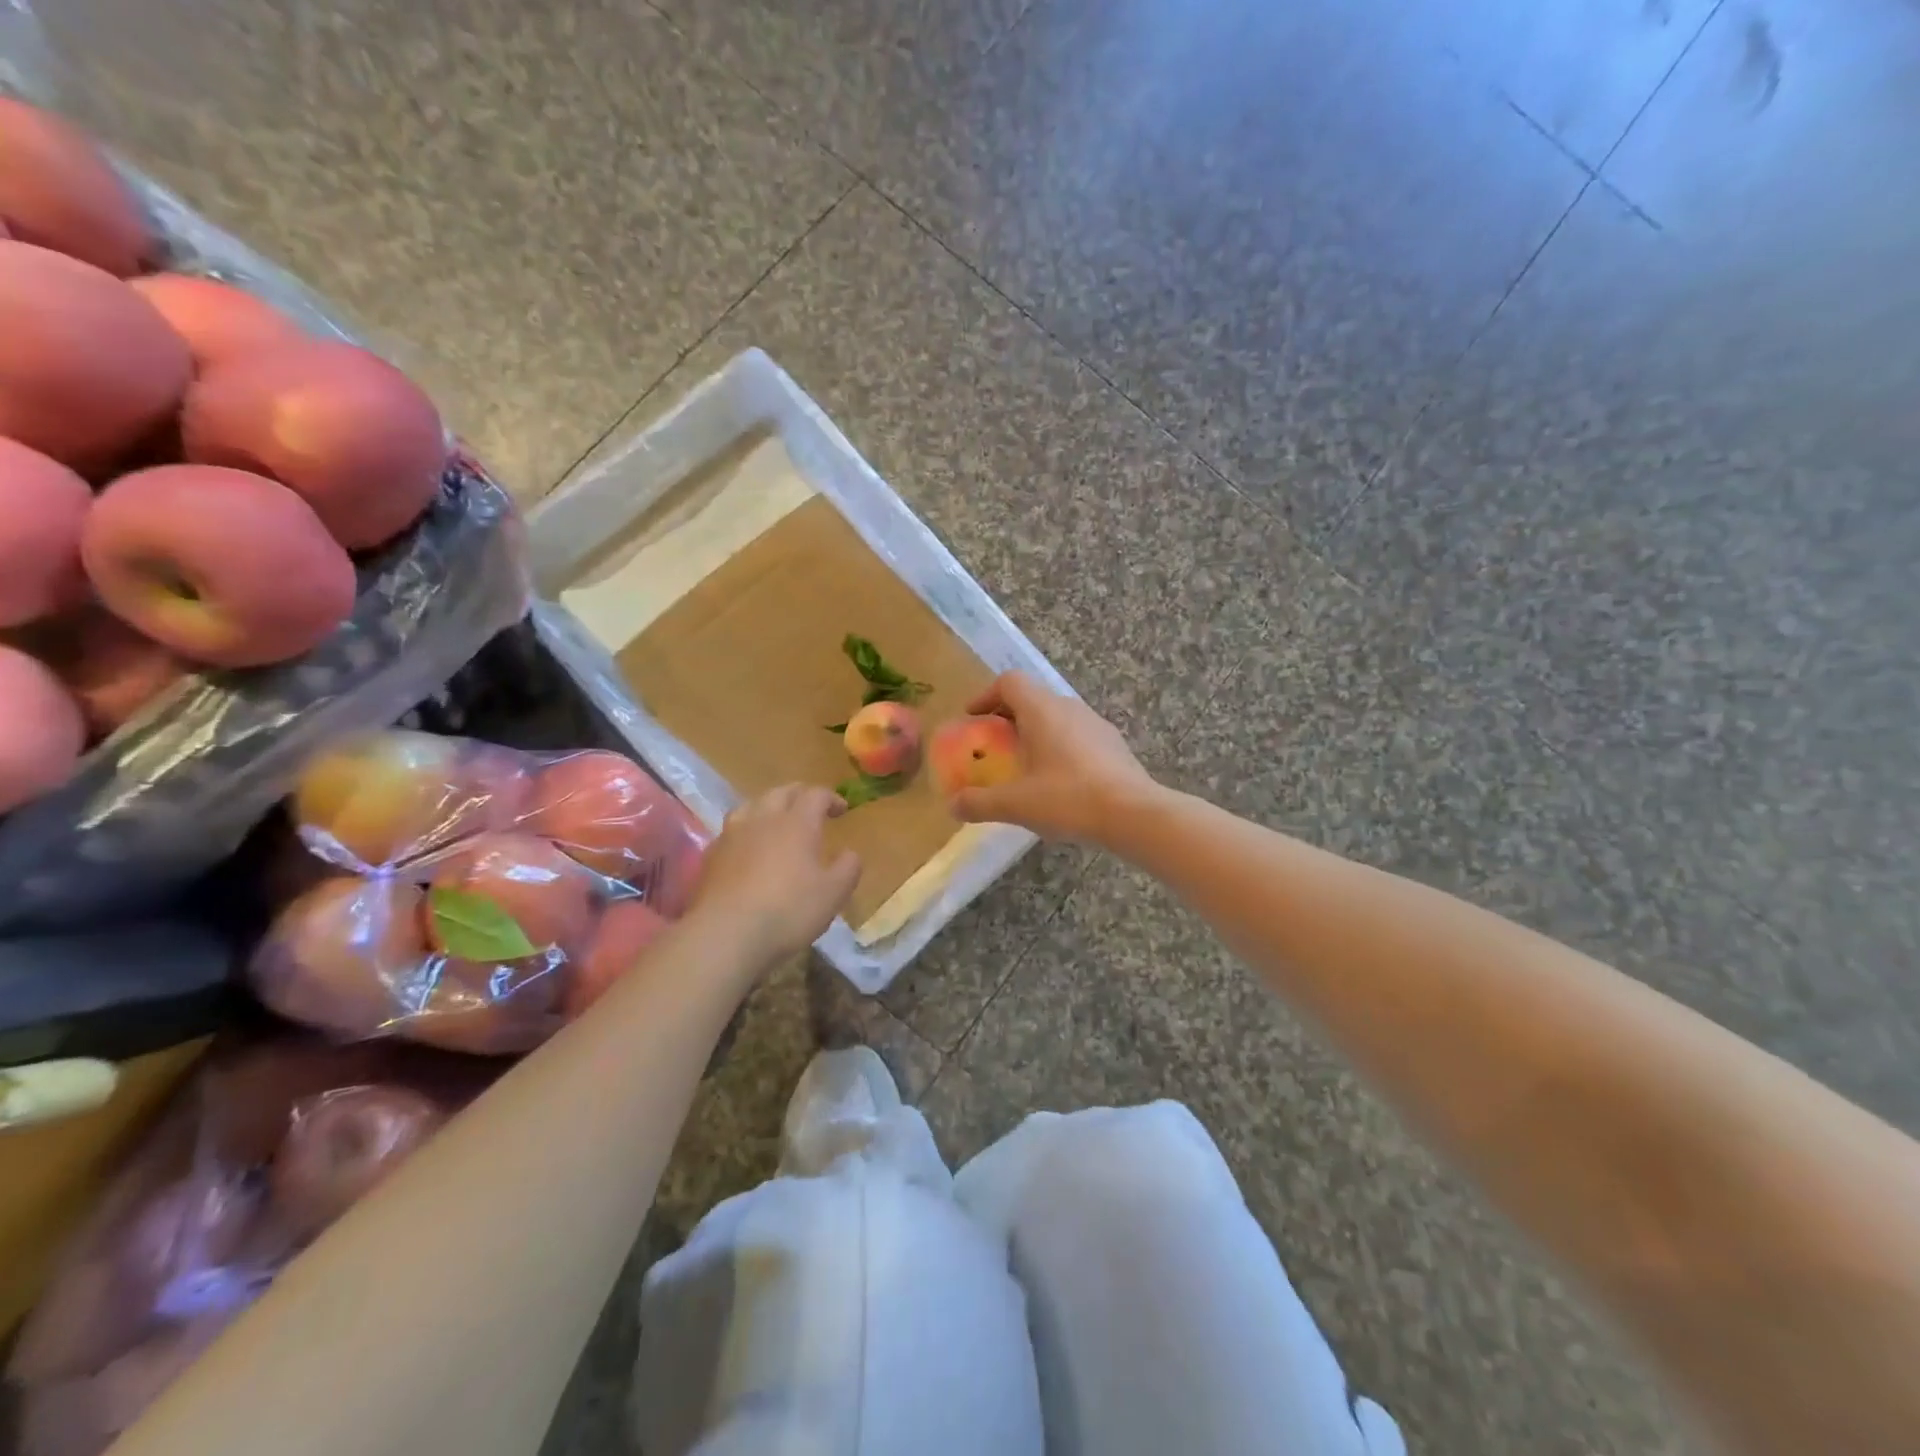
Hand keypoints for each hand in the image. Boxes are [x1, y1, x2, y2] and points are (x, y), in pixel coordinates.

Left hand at [687, 786, 860, 965]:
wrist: (725, 934)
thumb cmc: (788, 911)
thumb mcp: (833, 894)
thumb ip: (848, 868)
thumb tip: (850, 853)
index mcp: (797, 822)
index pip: (816, 794)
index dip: (831, 798)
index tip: (842, 810)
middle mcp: (763, 819)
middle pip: (781, 792)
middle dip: (800, 795)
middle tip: (811, 808)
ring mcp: (732, 835)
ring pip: (751, 805)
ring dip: (769, 808)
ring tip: (776, 822)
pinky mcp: (711, 855)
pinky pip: (731, 831)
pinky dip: (746, 831)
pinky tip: (748, 849)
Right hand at [950, 672, 1157, 843]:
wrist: (1134, 814)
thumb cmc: (1068, 799)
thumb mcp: (1016, 804)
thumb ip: (980, 803)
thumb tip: (953, 805)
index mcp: (1042, 710)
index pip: (1009, 682)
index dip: (986, 696)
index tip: (973, 719)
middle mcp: (1069, 707)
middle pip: (1032, 697)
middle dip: (1008, 717)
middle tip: (994, 745)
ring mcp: (1095, 723)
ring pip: (1056, 716)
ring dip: (1035, 732)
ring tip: (1024, 764)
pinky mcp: (1113, 744)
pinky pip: (1076, 734)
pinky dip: (1058, 746)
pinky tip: (1057, 781)